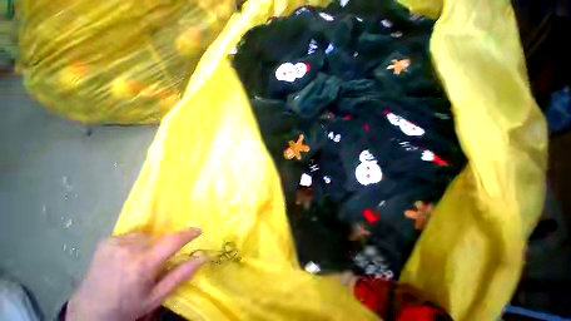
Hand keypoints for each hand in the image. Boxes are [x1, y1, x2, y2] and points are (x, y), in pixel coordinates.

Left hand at [66, 228, 205, 320]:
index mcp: (143, 265)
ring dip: (147, 246)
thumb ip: (180, 276)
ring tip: (138, 262)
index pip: (173, 241)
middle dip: (161, 247)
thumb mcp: (156, 297)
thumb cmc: (127, 306)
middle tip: (154, 263)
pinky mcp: (106, 241)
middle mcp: (130, 249)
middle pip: (158, 238)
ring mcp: (116, 243)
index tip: (198, 231)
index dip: (188, 234)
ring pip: (145, 236)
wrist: (90, 310)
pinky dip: (133, 244)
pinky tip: (124, 258)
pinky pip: (130, 236)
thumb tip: (202, 258)